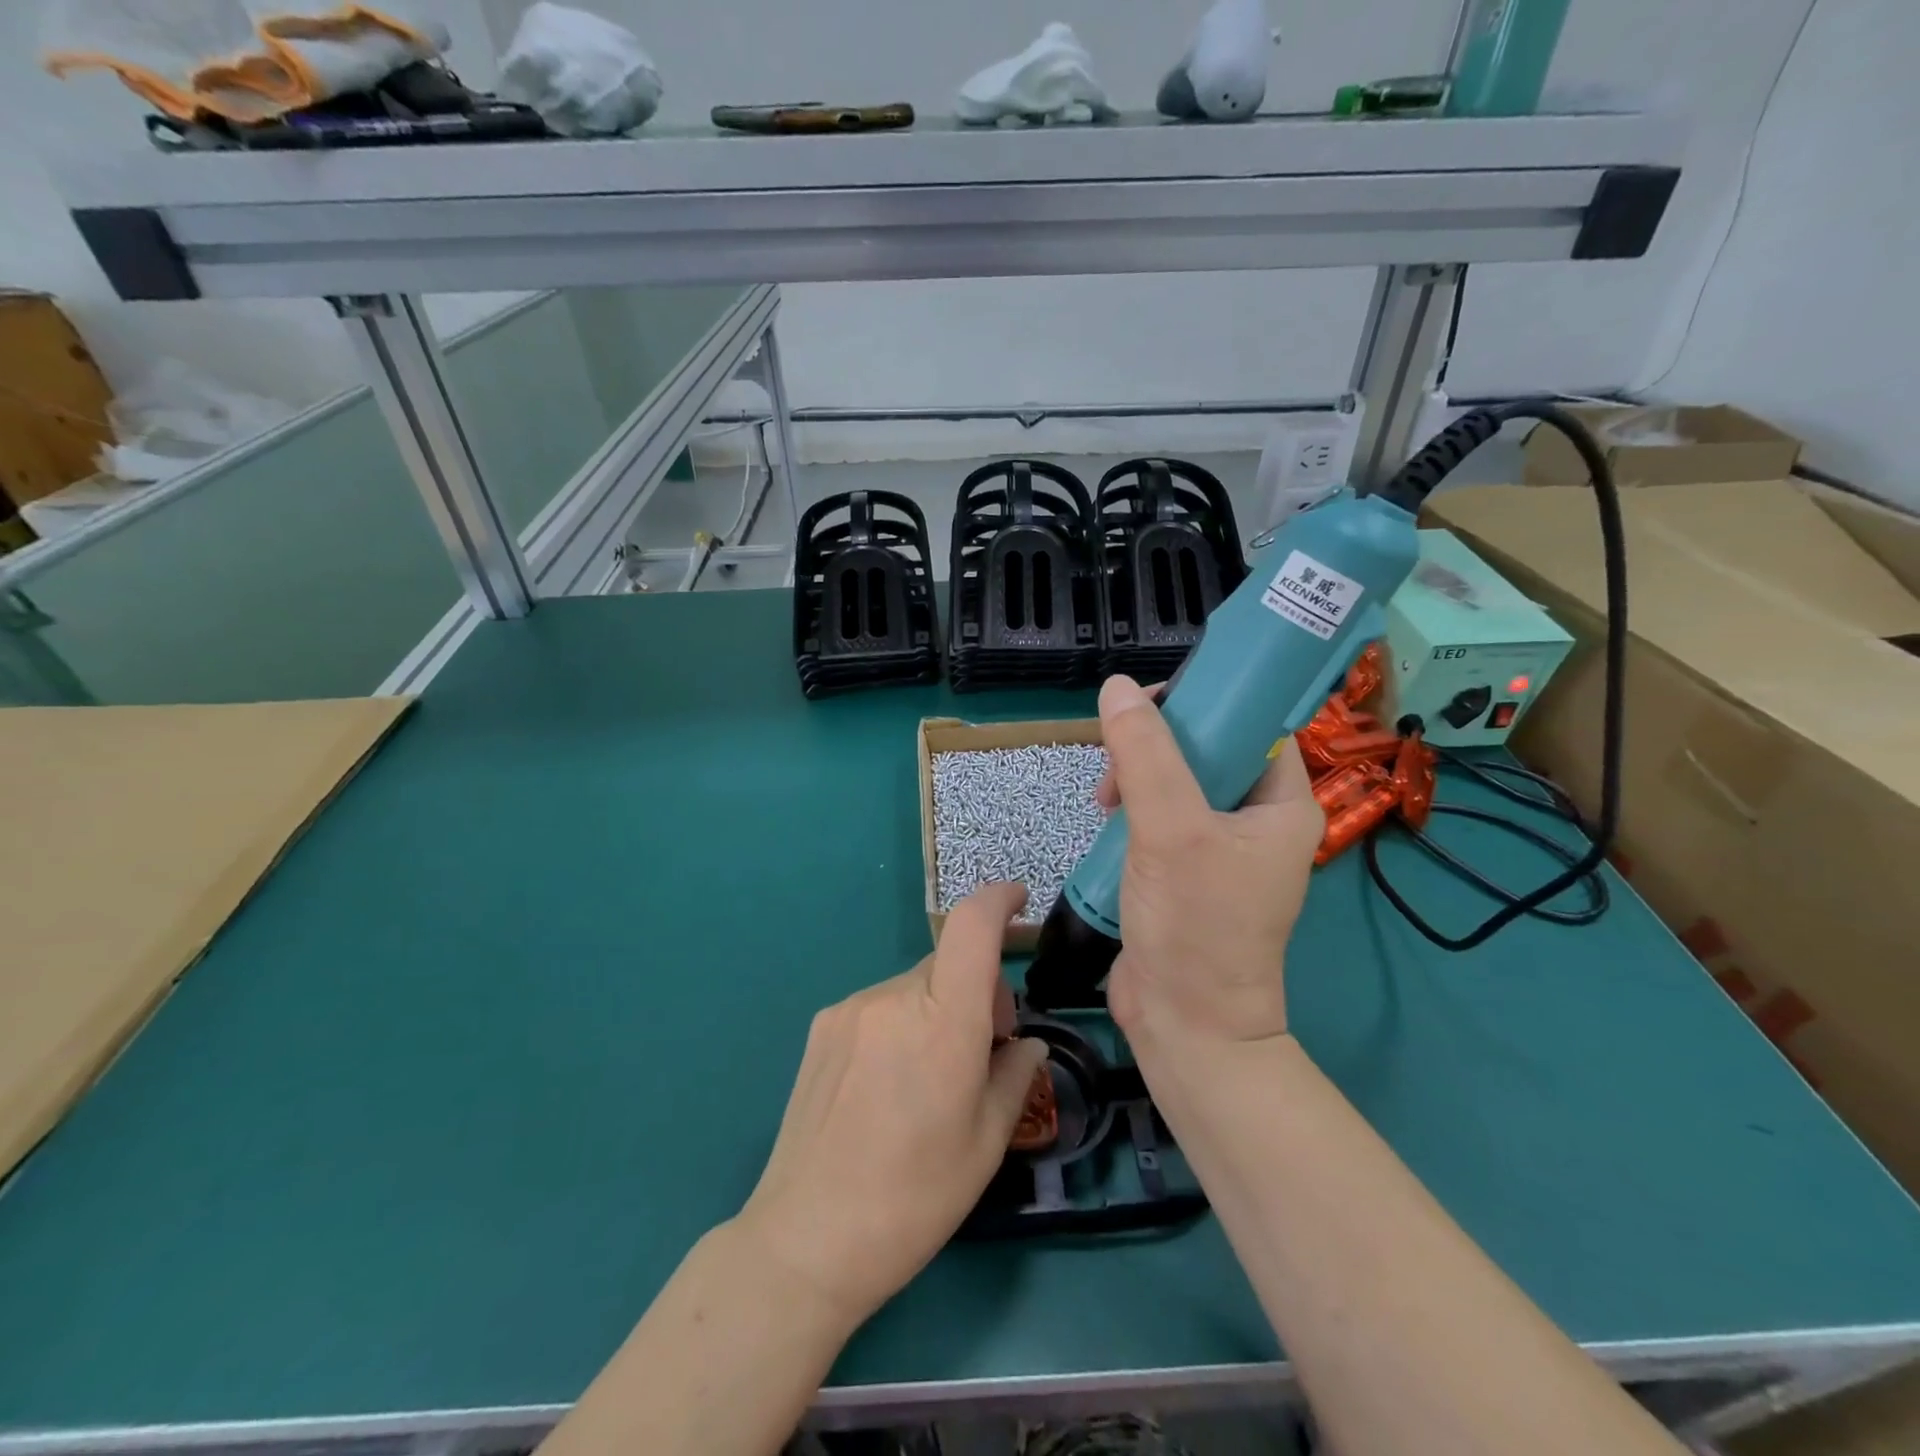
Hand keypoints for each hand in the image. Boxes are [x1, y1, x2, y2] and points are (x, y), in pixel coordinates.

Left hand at [734, 883, 1048, 1329]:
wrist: (806, 1238)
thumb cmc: (914, 1197)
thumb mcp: (987, 1142)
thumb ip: (1015, 1075)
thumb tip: (1023, 1044)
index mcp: (944, 1021)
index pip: (972, 926)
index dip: (998, 899)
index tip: (1019, 901)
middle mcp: (895, 997)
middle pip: (949, 963)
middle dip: (977, 989)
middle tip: (983, 1050)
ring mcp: (852, 1008)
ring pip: (914, 986)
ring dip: (936, 1009)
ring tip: (929, 1078)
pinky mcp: (823, 1025)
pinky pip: (880, 1006)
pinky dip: (901, 1022)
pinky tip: (887, 1084)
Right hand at [1094, 675, 1322, 1045]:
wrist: (1184, 1024)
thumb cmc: (1195, 925)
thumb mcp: (1171, 831)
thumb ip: (1145, 756)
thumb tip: (1118, 687)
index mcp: (1283, 803)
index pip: (1251, 724)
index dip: (1204, 702)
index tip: (1149, 704)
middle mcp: (1258, 820)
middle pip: (1206, 750)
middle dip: (1155, 747)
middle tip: (1116, 764)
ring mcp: (1221, 847)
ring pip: (1176, 781)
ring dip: (1137, 779)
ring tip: (1104, 801)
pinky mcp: (1186, 870)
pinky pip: (1159, 816)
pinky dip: (1132, 811)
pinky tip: (1106, 822)